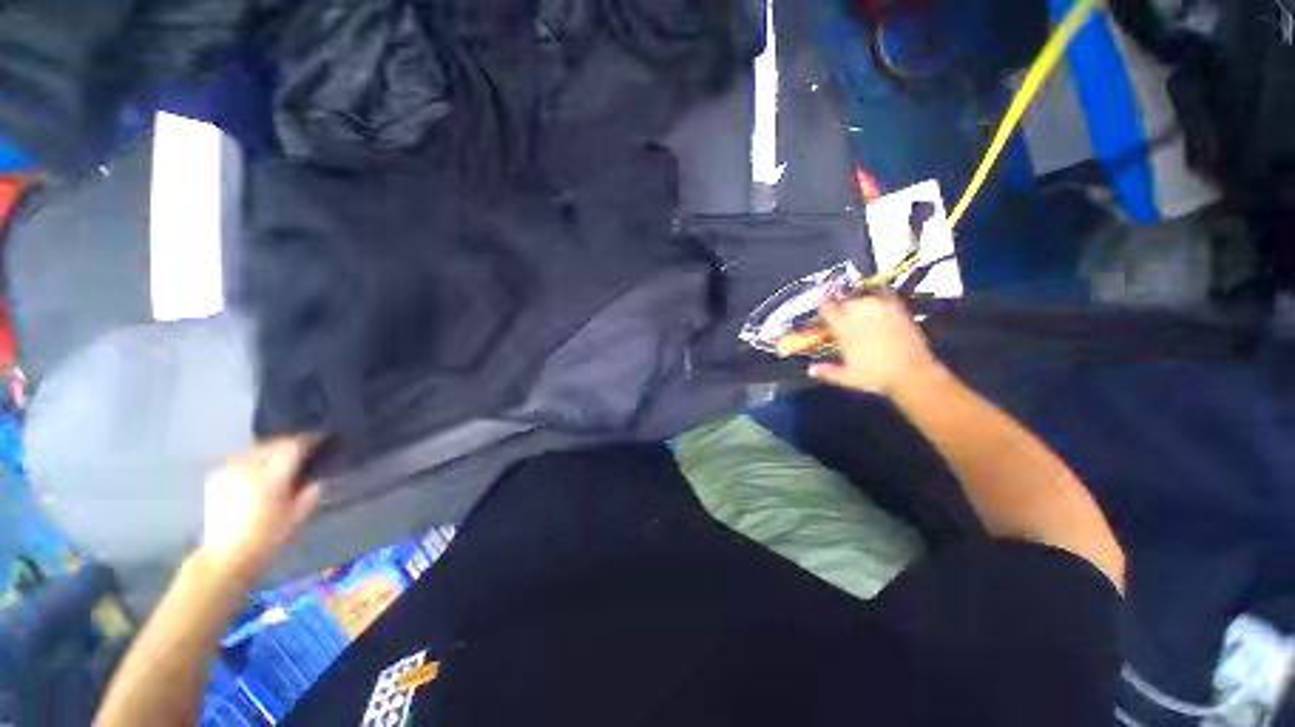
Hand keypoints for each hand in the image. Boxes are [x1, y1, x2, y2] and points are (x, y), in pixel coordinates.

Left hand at [200, 435, 321, 583]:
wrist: (226, 556)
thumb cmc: (267, 538)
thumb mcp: (296, 517)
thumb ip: (309, 494)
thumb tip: (316, 480)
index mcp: (271, 477)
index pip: (293, 447)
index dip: (310, 440)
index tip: (323, 438)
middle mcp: (248, 468)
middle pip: (273, 444)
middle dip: (290, 445)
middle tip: (305, 450)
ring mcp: (229, 472)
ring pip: (256, 451)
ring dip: (271, 452)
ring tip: (282, 461)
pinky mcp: (217, 478)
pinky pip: (241, 461)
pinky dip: (255, 461)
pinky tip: (260, 472)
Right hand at [808, 295, 942, 397]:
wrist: (912, 373)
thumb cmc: (877, 376)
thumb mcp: (848, 377)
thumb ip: (827, 372)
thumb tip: (811, 370)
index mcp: (845, 330)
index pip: (828, 310)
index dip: (822, 306)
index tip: (820, 304)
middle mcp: (861, 316)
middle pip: (844, 302)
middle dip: (839, 308)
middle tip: (839, 316)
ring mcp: (880, 311)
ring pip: (863, 297)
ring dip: (857, 302)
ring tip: (856, 309)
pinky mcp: (898, 310)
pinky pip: (884, 294)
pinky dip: (878, 294)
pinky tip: (876, 298)